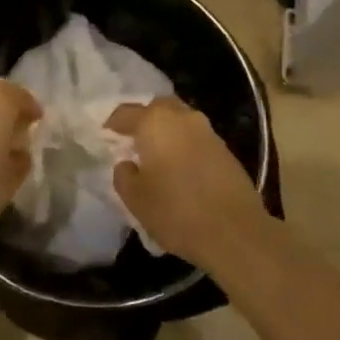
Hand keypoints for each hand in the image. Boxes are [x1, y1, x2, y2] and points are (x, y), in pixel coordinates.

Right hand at [108, 96, 265, 265]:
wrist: (235, 232)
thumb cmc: (176, 211)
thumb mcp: (136, 199)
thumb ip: (124, 176)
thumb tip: (126, 164)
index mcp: (155, 122)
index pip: (126, 113)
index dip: (112, 123)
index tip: (104, 135)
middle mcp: (183, 117)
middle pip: (158, 107)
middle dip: (144, 118)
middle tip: (133, 139)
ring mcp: (208, 132)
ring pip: (180, 120)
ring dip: (167, 131)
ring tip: (156, 155)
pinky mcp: (226, 150)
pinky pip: (196, 137)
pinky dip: (184, 144)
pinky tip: (180, 167)